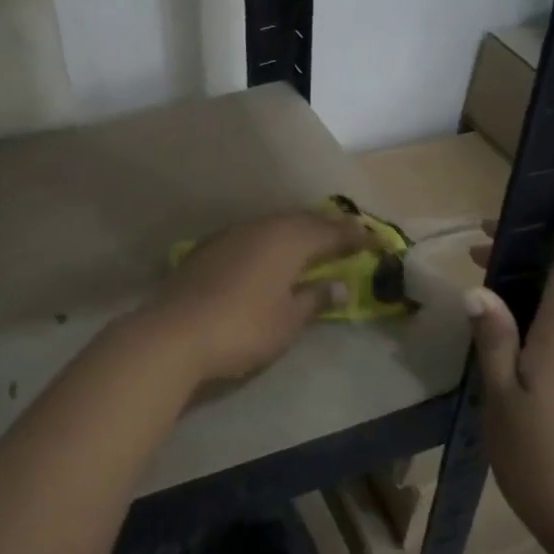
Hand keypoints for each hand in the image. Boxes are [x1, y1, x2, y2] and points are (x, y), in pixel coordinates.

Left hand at [143, 211, 372, 385]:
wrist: (175, 332)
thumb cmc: (244, 328)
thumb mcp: (289, 320)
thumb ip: (315, 298)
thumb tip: (339, 285)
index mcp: (288, 240)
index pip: (331, 232)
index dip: (356, 236)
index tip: (377, 242)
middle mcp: (261, 227)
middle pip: (301, 221)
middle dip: (328, 227)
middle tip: (349, 236)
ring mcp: (231, 235)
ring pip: (274, 225)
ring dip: (297, 231)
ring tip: (313, 242)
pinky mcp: (208, 248)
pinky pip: (252, 235)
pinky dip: (271, 240)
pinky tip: (270, 253)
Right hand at [464, 169, 553, 553]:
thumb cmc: (541, 459)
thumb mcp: (502, 399)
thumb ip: (492, 341)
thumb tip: (479, 289)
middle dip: (538, 240)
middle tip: (488, 228)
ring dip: (525, 273)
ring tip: (481, 265)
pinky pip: (552, 325)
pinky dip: (526, 305)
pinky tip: (495, 319)